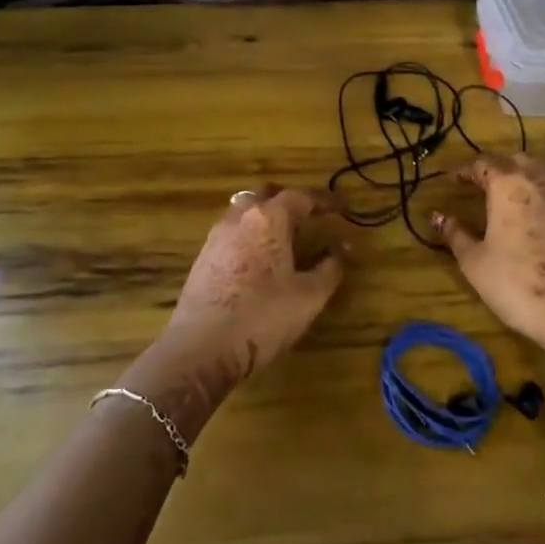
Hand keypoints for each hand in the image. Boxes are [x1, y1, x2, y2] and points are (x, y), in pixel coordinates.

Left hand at [126, 187, 344, 431]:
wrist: (201, 349)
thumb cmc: (263, 317)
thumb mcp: (309, 296)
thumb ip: (330, 267)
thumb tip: (342, 248)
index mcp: (269, 218)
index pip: (300, 197)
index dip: (324, 201)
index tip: (341, 208)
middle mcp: (240, 218)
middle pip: (265, 194)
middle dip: (288, 200)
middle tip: (308, 214)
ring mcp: (216, 237)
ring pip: (244, 211)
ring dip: (265, 216)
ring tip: (284, 236)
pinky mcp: (202, 258)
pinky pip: (231, 232)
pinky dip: (249, 234)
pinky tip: (259, 258)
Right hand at [433, 153, 544, 351]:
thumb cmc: (516, 283)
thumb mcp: (475, 262)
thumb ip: (455, 234)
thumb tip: (439, 216)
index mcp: (508, 186)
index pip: (483, 164)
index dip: (466, 170)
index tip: (454, 180)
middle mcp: (538, 181)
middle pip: (515, 160)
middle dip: (497, 167)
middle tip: (482, 184)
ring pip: (540, 172)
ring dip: (522, 177)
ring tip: (509, 196)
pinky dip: (542, 194)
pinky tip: (535, 214)